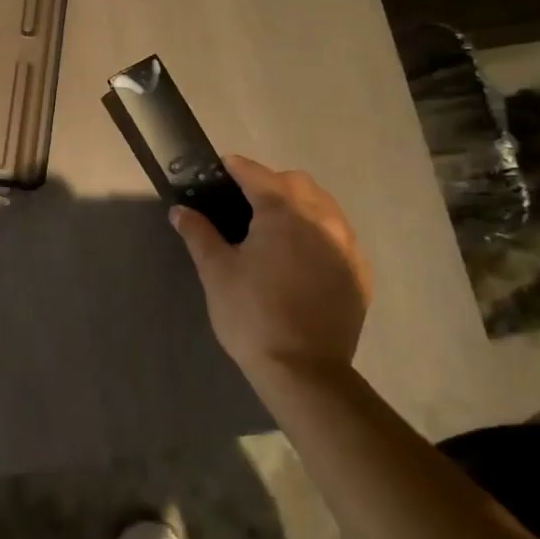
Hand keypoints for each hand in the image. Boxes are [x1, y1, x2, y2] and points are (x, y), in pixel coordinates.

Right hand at [171, 155, 371, 383]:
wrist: (303, 370)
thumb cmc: (251, 315)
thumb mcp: (216, 272)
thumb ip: (199, 234)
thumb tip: (180, 211)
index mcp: (283, 213)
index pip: (258, 175)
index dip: (237, 168)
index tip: (222, 168)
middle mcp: (321, 219)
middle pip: (297, 183)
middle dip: (271, 182)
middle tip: (246, 202)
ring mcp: (346, 246)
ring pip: (324, 206)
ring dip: (300, 204)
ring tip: (276, 227)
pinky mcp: (359, 272)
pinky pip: (340, 236)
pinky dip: (320, 233)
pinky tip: (303, 257)